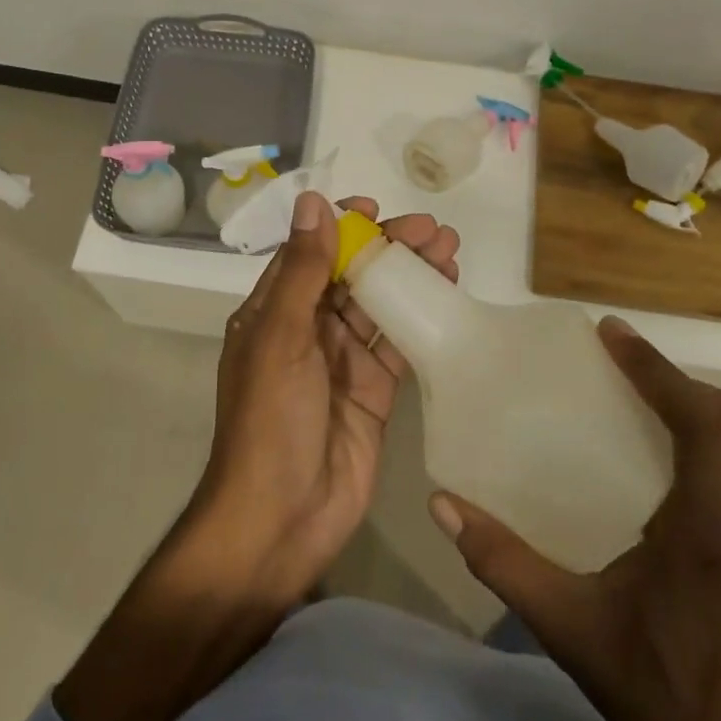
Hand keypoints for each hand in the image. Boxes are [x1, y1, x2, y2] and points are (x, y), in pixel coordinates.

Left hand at [193, 189, 459, 603]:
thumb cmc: (271, 420)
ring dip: (411, 276)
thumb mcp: (280, 337)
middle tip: (432, 229)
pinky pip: (399, 343)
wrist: (284, 518)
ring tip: (449, 249)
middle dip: (388, 248)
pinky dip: (422, 317)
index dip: (341, 228)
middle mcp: (307, 330)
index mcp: (274, 312)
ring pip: (380, 304)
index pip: (311, 254)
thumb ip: (302, 271)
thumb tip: (312, 202)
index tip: (375, 210)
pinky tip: (448, 294)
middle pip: (352, 274)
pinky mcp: (374, 391)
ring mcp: (342, 361)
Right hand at [431, 317, 720, 720]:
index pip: (703, 421)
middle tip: (617, 361)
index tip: (610, 335)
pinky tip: (647, 452)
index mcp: (709, 527)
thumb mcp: (567, 626)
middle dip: (677, 379)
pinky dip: (699, 436)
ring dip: (692, 404)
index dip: (658, 369)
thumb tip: (444, 505)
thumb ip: (502, 560)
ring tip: (630, 392)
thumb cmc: (659, 692)